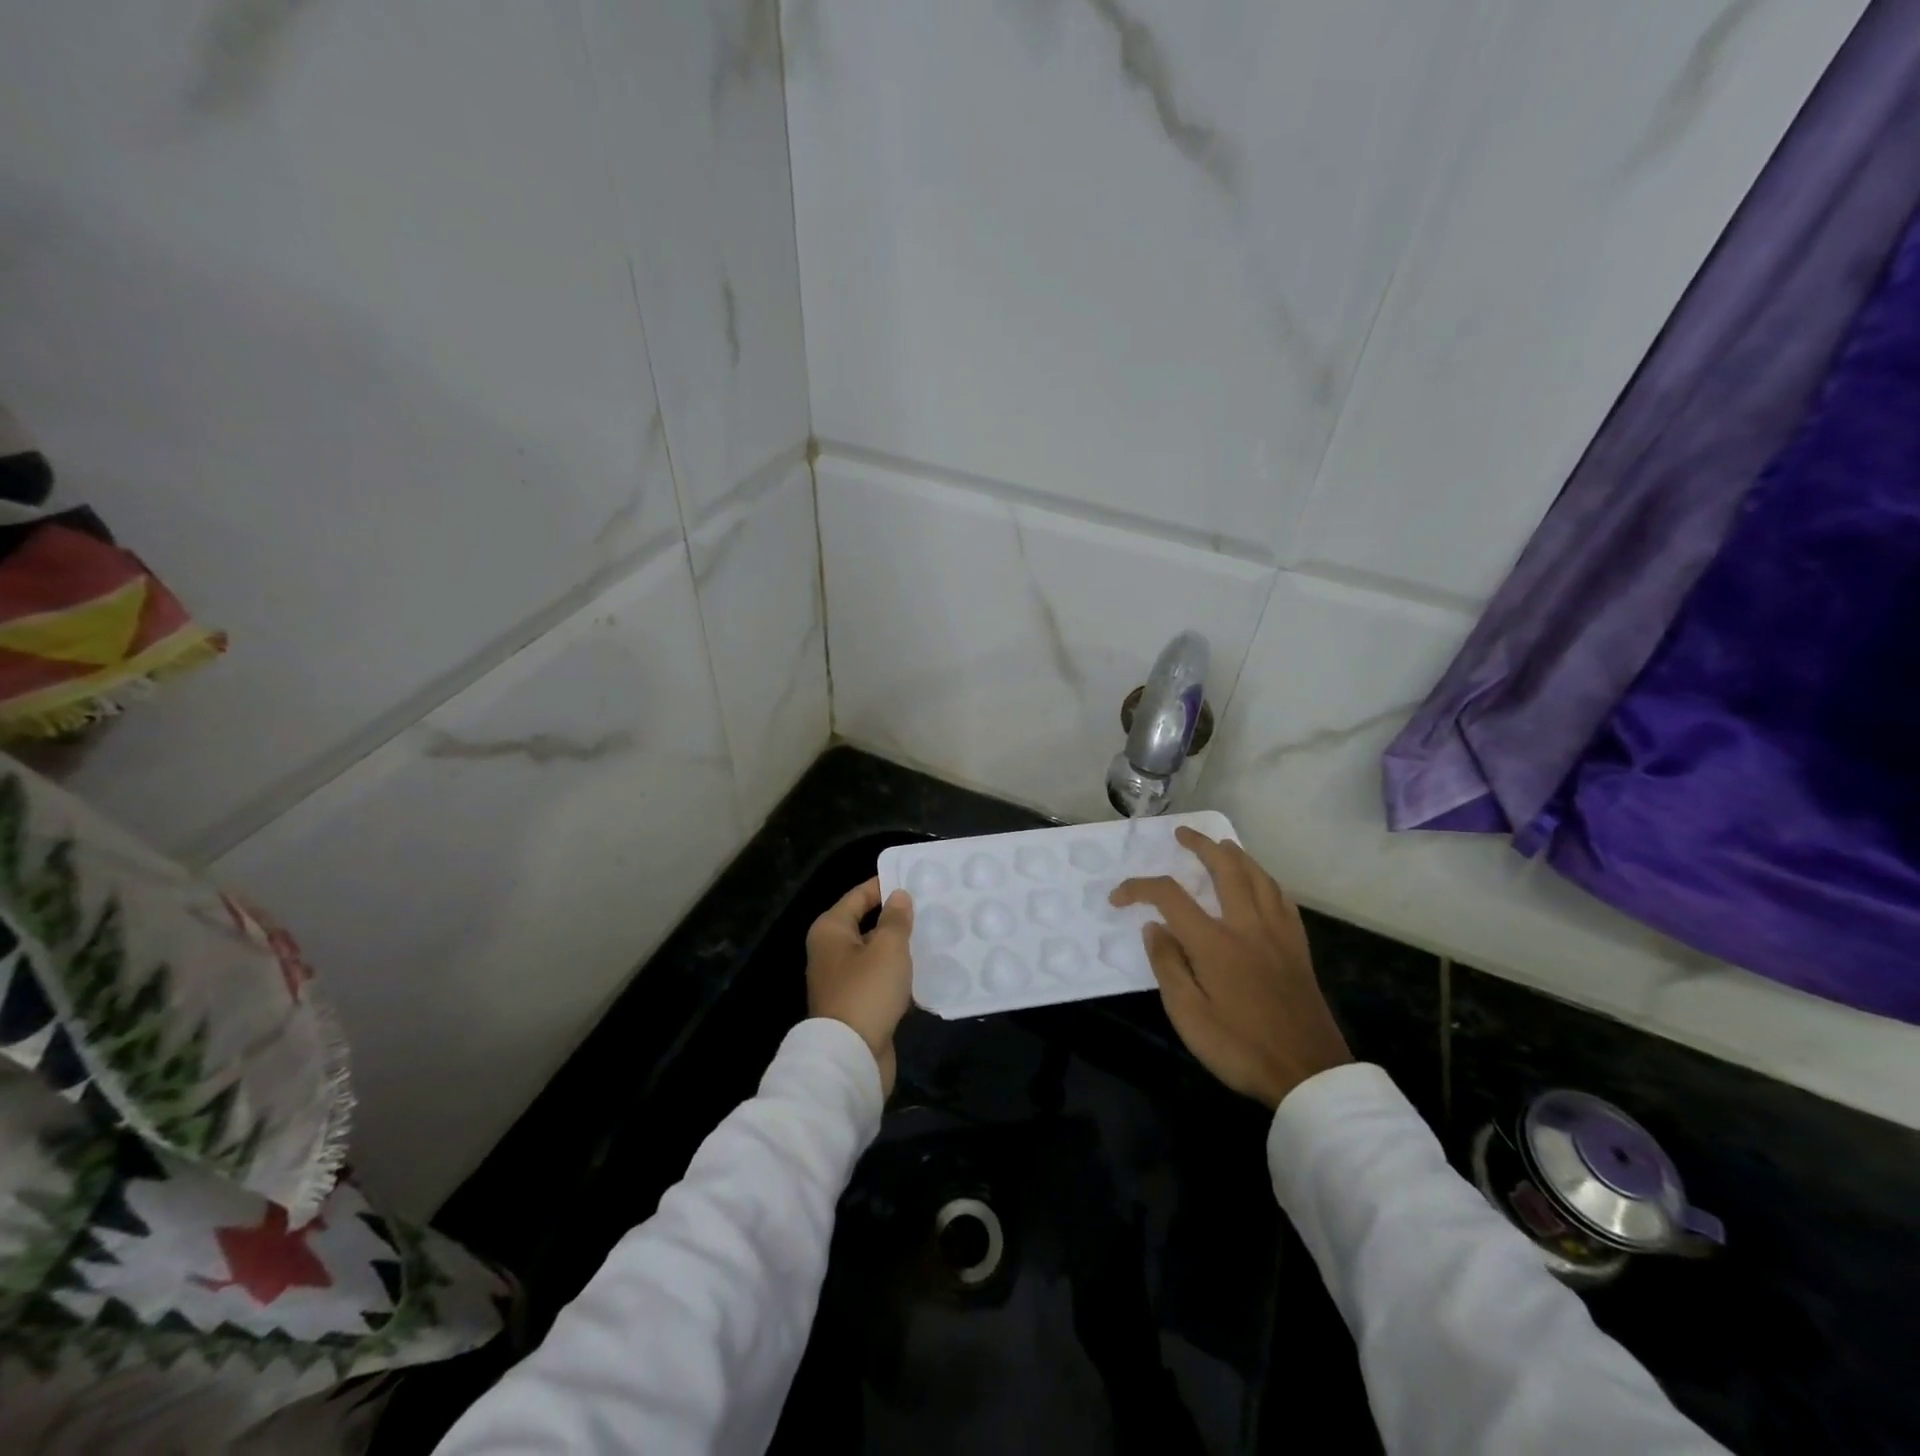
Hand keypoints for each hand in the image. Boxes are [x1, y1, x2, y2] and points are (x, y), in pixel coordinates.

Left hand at [806, 878, 914, 1094]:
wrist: (851, 1056)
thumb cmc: (867, 991)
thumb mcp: (888, 948)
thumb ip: (895, 919)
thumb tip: (898, 896)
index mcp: (830, 930)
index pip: (858, 896)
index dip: (884, 886)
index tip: (914, 880)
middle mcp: (831, 952)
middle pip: (866, 924)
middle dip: (896, 918)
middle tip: (931, 909)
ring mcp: (842, 981)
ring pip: (875, 954)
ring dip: (900, 949)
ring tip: (934, 937)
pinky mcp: (856, 1006)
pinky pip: (880, 980)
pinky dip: (898, 976)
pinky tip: (925, 972)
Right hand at [1112, 829, 1350, 1108]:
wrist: (1308, 1073)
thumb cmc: (1240, 1047)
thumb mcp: (1188, 1015)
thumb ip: (1167, 965)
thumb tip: (1153, 926)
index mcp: (1215, 942)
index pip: (1169, 896)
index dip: (1139, 888)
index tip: (1119, 897)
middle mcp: (1247, 926)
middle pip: (1225, 868)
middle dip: (1200, 845)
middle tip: (1182, 834)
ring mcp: (1278, 934)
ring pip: (1259, 877)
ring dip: (1236, 855)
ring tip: (1221, 846)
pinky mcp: (1297, 947)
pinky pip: (1282, 898)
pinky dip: (1266, 880)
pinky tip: (1261, 883)